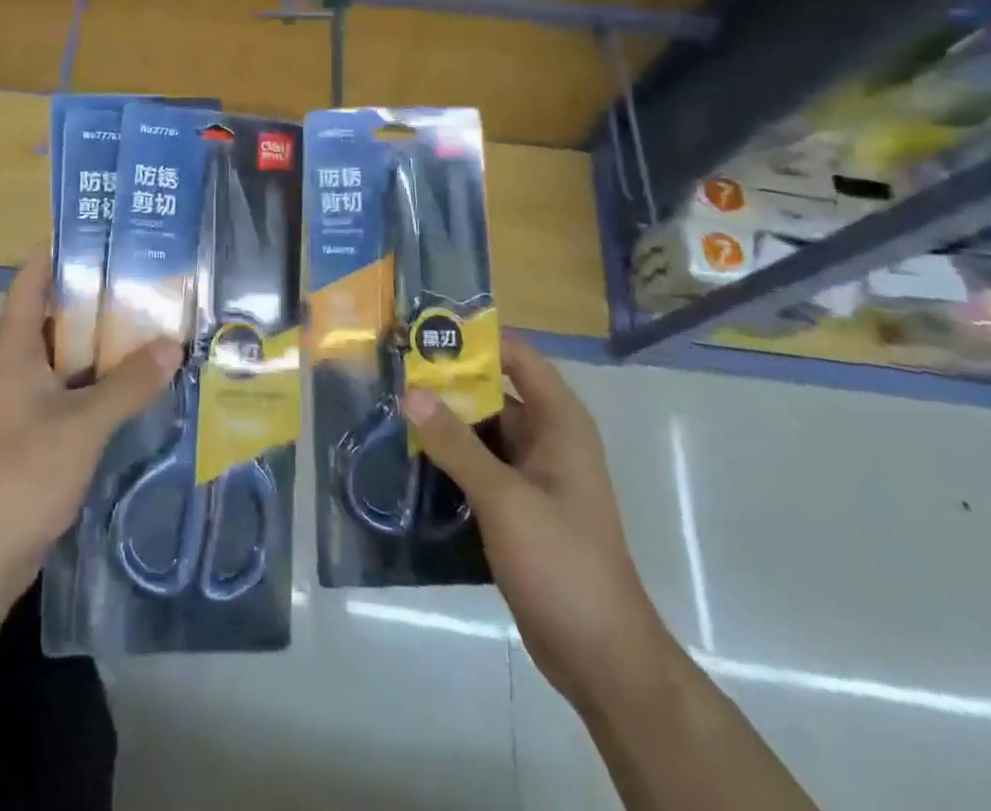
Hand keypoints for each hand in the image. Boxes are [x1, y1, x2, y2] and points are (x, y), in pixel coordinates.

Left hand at [0, 249, 181, 600]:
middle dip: (95, 293)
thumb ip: (127, 384)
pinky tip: (138, 378)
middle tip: (142, 275)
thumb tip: (172, 345)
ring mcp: (26, 400)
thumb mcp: (83, 425)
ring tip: (149, 318)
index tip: (99, 234)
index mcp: (16, 350)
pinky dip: (101, 376)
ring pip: (67, 352)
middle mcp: (18, 366)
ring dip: (102, 338)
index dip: (57, 252)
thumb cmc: (24, 473)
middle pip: (54, 313)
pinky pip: (73, 387)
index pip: (30, 281)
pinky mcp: (39, 430)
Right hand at [401, 336, 668, 706]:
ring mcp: (532, 474)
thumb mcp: (504, 498)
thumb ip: (456, 444)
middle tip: (392, 370)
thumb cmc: (561, 562)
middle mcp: (547, 438)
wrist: (601, 657)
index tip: (422, 333)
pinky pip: (478, 464)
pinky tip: (409, 455)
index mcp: (559, 422)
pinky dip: (449, 455)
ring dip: (443, 420)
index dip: (473, 340)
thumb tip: (410, 392)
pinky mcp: (517, 505)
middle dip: (447, 380)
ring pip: (482, 429)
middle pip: (493, 390)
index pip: (516, 356)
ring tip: (390, 406)